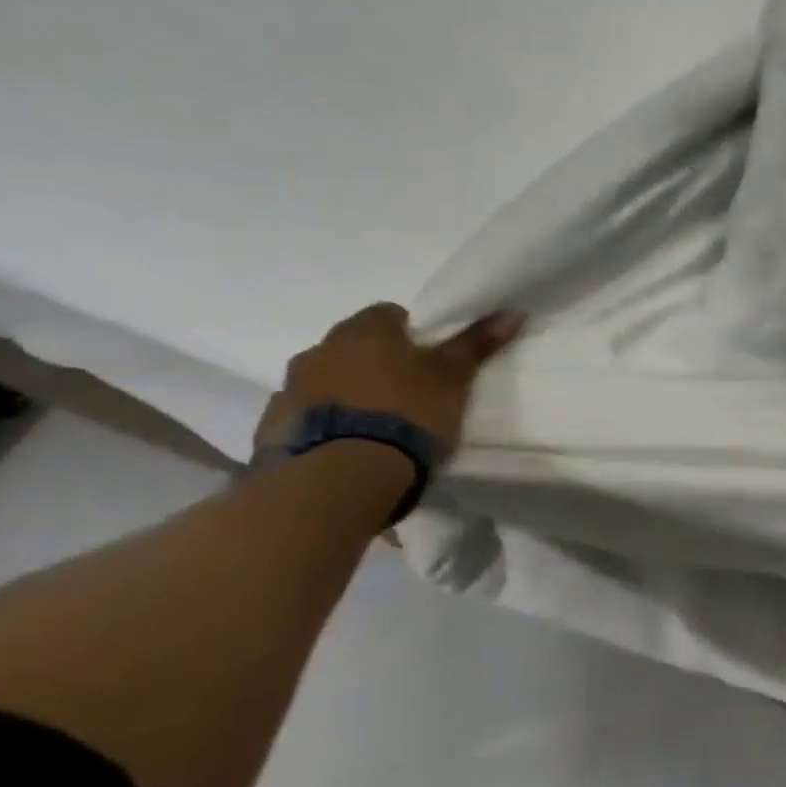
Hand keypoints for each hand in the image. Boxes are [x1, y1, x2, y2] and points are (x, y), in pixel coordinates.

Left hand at [254, 304, 523, 457]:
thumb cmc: (408, 412)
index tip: (430, 358)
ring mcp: (290, 390)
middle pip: (353, 347)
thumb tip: (512, 312)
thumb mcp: (454, 378)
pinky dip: (327, 424)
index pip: (387, 314)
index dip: (411, 333)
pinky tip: (350, 446)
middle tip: (408, 391)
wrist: (343, 474)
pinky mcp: (273, 429)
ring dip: (348, 394)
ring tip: (379, 425)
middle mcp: (319, 351)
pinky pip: (307, 416)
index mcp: (363, 331)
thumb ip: (476, 345)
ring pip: (326, 381)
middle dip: (375, 363)